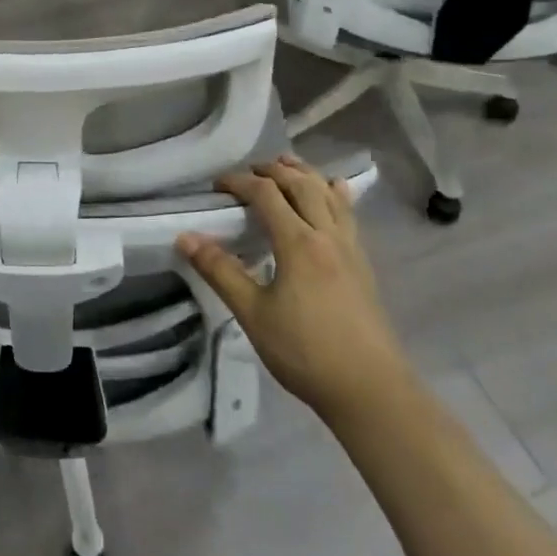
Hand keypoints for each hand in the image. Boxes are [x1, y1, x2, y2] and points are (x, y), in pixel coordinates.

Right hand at [176, 156, 411, 428]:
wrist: (370, 390)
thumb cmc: (305, 352)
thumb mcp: (253, 314)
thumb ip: (220, 271)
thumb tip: (185, 238)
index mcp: (299, 243)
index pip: (266, 195)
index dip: (240, 182)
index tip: (217, 186)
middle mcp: (327, 235)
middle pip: (301, 185)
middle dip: (273, 171)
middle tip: (249, 171)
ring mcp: (351, 249)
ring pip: (329, 195)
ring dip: (305, 174)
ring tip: (287, 165)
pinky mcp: (363, 265)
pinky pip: (349, 214)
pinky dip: (335, 194)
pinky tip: (335, 192)